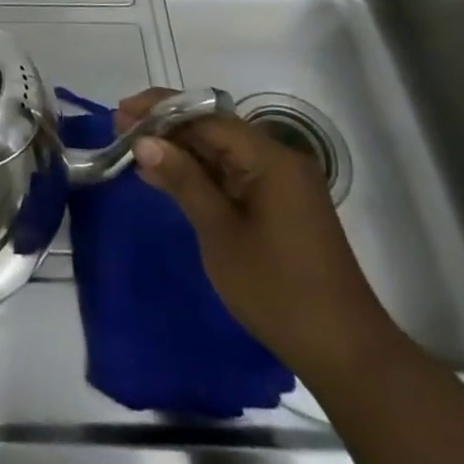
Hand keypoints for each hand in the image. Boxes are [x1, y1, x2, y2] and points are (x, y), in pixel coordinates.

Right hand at [118, 90, 404, 386]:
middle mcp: (279, 160)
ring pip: (221, 150)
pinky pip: (232, 173)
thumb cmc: (277, 290)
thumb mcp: (220, 233)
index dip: (160, 111)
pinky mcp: (280, 204)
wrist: (344, 352)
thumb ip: (183, 180)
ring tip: (133, 151)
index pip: (206, 117)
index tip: (120, 114)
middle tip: (120, 131)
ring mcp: (282, 182)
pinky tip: (166, 177)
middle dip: (166, 127)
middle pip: (213, 128)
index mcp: (270, 159)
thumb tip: (144, 141)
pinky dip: (199, 173)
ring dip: (180, 150)